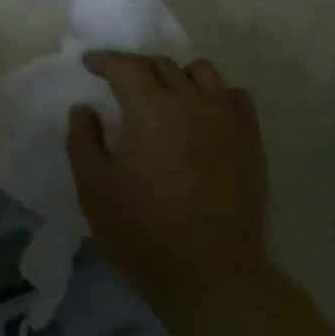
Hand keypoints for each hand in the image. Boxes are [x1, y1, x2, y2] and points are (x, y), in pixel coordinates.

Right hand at [67, 52, 270, 325]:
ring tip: (164, 96)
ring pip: (202, 72)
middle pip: (162, 64)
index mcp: (150, 108)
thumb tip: (85, 108)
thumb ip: (82, 139)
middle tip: (119, 83)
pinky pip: (234, 97)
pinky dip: (213, 95)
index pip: (125, 65)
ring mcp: (227, 119)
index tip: (89, 64)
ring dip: (176, 75)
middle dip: (135, 67)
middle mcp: (192, 101)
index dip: (104, 60)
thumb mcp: (94, 188)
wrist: (212, 276)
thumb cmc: (143, 232)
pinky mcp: (252, 140)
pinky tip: (202, 114)